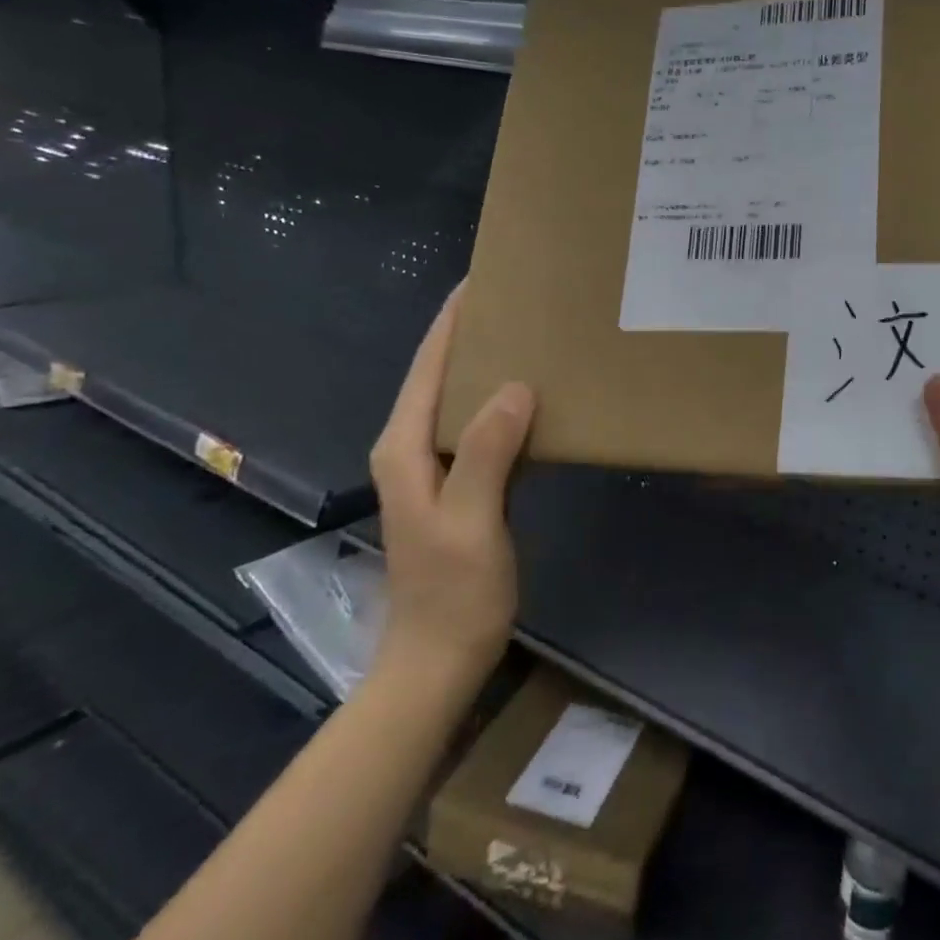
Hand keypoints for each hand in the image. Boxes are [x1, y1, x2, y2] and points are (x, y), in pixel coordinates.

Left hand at [368, 283, 533, 691]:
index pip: (427, 368)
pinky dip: (503, 405)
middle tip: (521, 302)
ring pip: (460, 401)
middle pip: (440, 376)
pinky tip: (535, 398)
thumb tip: (516, 386)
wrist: (439, 659)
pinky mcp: (458, 485)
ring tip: (532, 336)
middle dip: (473, 335)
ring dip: (489, 368)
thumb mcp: (470, 520)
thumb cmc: (453, 592)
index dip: (452, 322)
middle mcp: (411, 448)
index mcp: (404, 448)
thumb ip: (485, 452)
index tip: (483, 280)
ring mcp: (434, 468)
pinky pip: (480, 428)